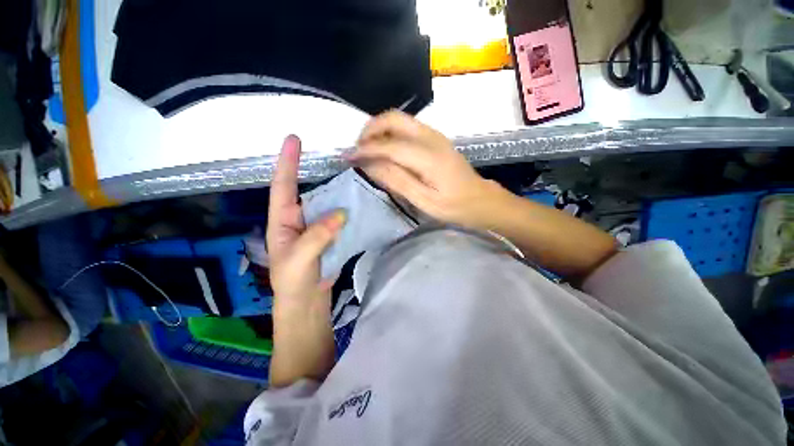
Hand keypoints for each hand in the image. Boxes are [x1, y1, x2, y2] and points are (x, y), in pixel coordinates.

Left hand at [267, 135, 345, 314]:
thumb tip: (341, 213)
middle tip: (340, 157)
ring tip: (356, 176)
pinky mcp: (332, 235)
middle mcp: (300, 217)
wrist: (307, 301)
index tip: (294, 139)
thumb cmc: (292, 281)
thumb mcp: (298, 259)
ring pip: (329, 203)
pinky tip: (362, 202)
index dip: (287, 162)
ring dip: (341, 192)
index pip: (283, 185)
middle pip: (311, 190)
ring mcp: (318, 226)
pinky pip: (341, 218)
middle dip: (321, 173)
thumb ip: (317, 235)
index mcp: (283, 219)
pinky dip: (350, 210)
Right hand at [349, 111, 507, 229]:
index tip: (348, 157)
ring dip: (379, 130)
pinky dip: (390, 133)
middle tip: (359, 150)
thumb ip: (397, 181)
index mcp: (429, 157)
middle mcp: (431, 137)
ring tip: (368, 151)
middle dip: (370, 130)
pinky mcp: (435, 138)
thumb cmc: (454, 206)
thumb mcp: (424, 201)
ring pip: (399, 119)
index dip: (366, 149)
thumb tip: (370, 164)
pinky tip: (386, 150)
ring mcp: (434, 135)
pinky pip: (407, 127)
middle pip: (393, 118)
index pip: (389, 145)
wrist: (481, 199)